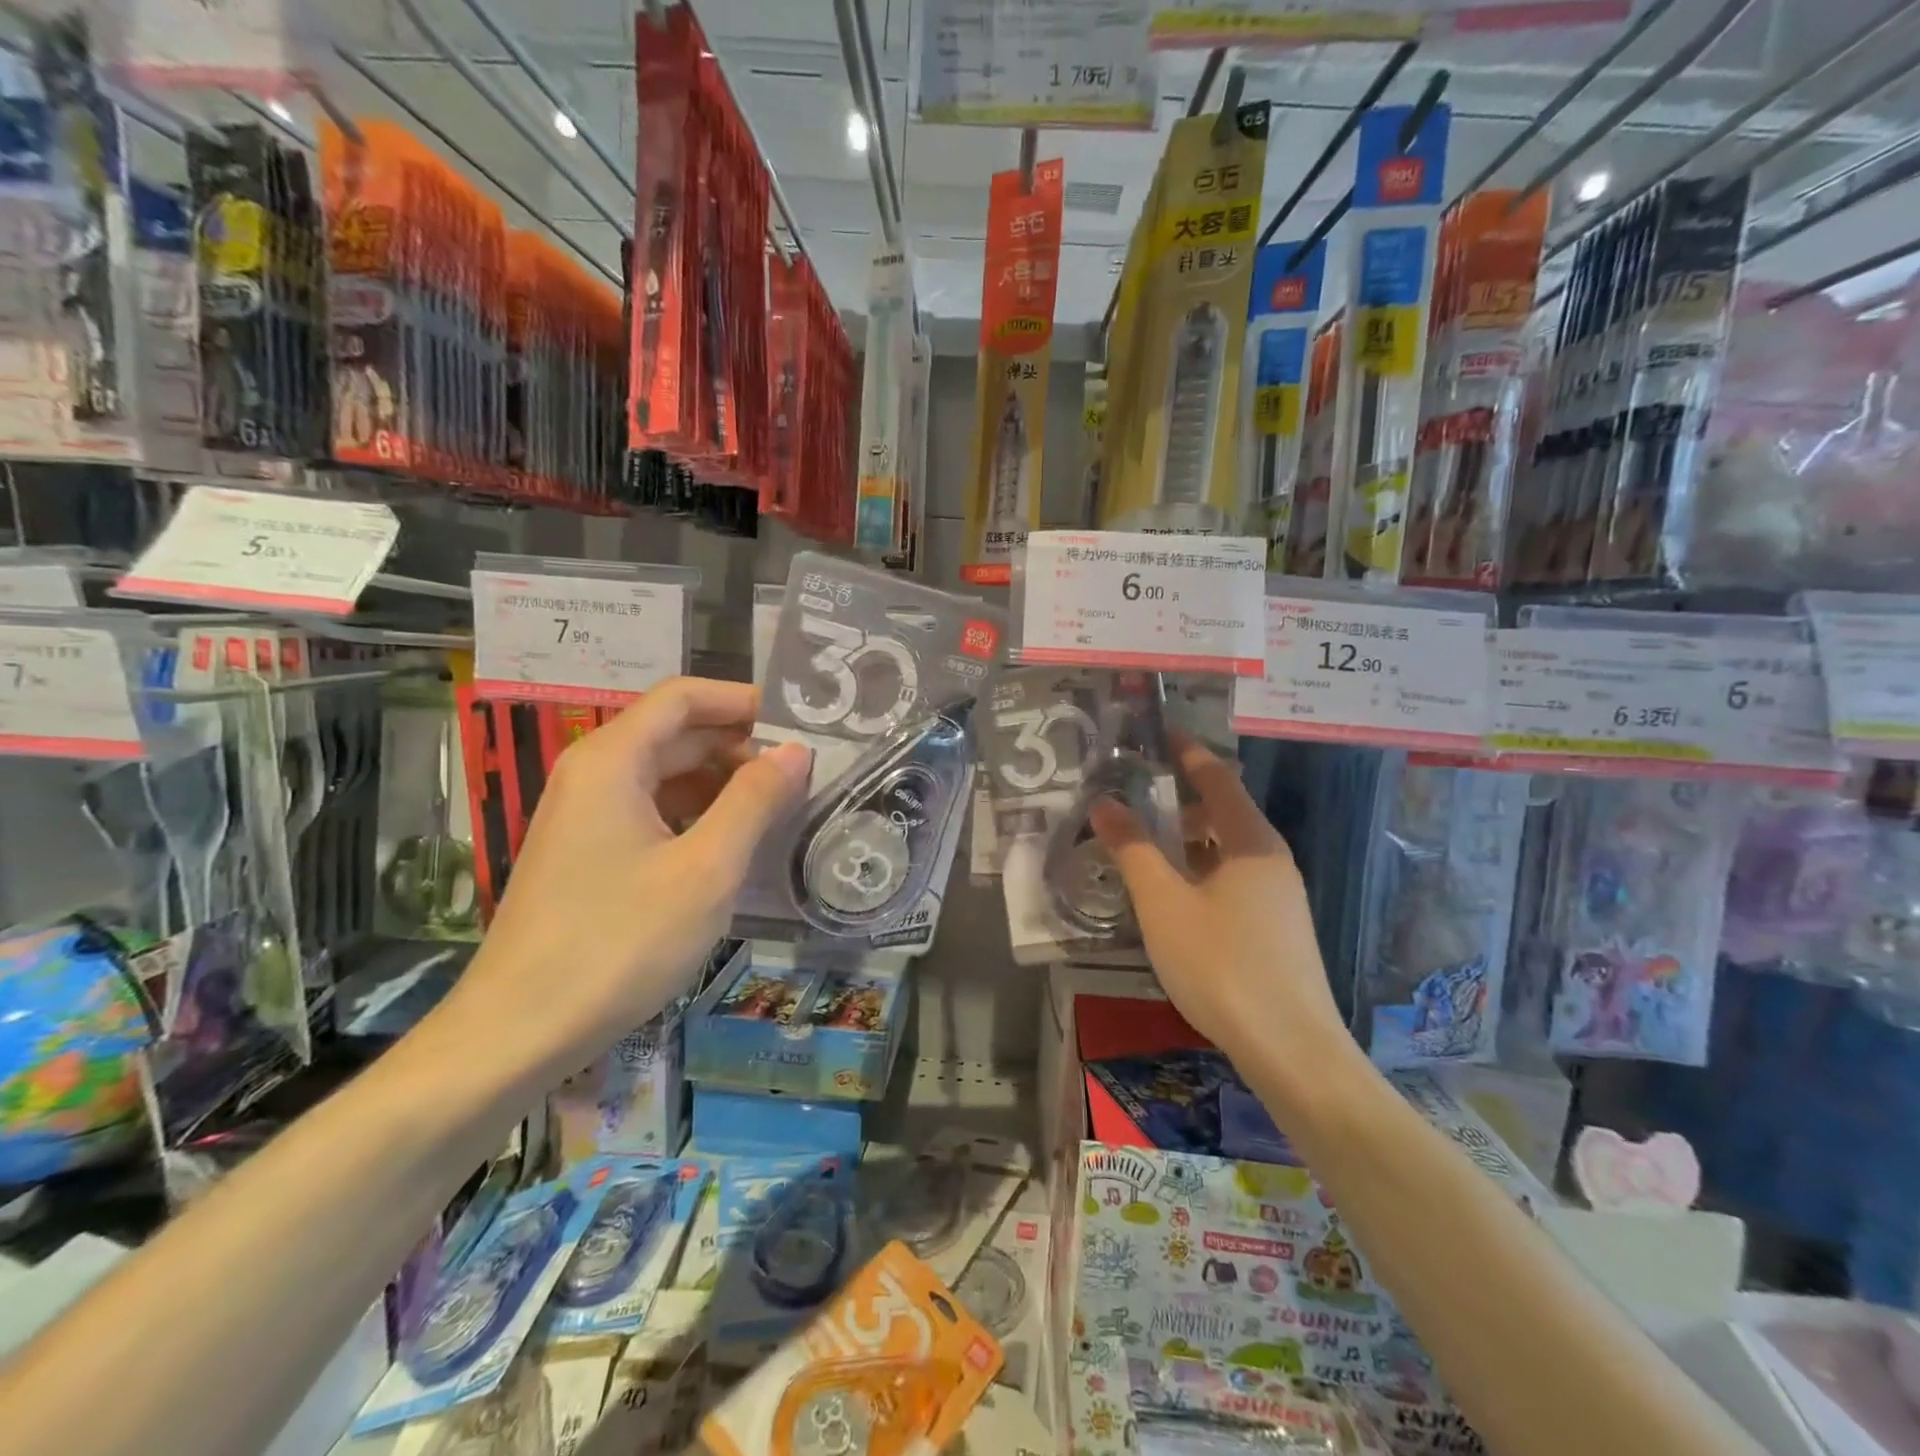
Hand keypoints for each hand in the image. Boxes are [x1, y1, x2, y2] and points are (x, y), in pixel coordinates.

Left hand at [441, 678, 810, 1077]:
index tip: (797, 726)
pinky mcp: (586, 855)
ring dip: (721, 786)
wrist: (518, 1033)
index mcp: (612, 760)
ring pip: (665, 777)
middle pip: (675, 735)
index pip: (683, 697)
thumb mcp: (706, 869)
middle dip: (739, 747)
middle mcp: (593, 775)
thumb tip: (795, 751)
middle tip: (801, 777)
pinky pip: (651, 813)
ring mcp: (585, 817)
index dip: (741, 701)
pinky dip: (696, 818)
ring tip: (778, 812)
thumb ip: (754, 800)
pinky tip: (731, 849)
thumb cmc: (619, 942)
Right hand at [1091, 739, 1348, 1072]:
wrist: (1291, 1049)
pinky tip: (1175, 897)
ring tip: (1145, 848)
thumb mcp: (1163, 902)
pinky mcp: (1279, 928)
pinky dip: (1201, 872)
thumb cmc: (1221, 964)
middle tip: (1134, 798)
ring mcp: (1281, 896)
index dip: (1188, 754)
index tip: (1160, 734)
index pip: (1217, 779)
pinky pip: (1234, 880)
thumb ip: (1133, 848)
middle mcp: (1272, 859)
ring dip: (1188, 842)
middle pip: (1224, 813)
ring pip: (1228, 851)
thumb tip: (1104, 802)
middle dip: (1180, 802)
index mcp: (1251, 841)